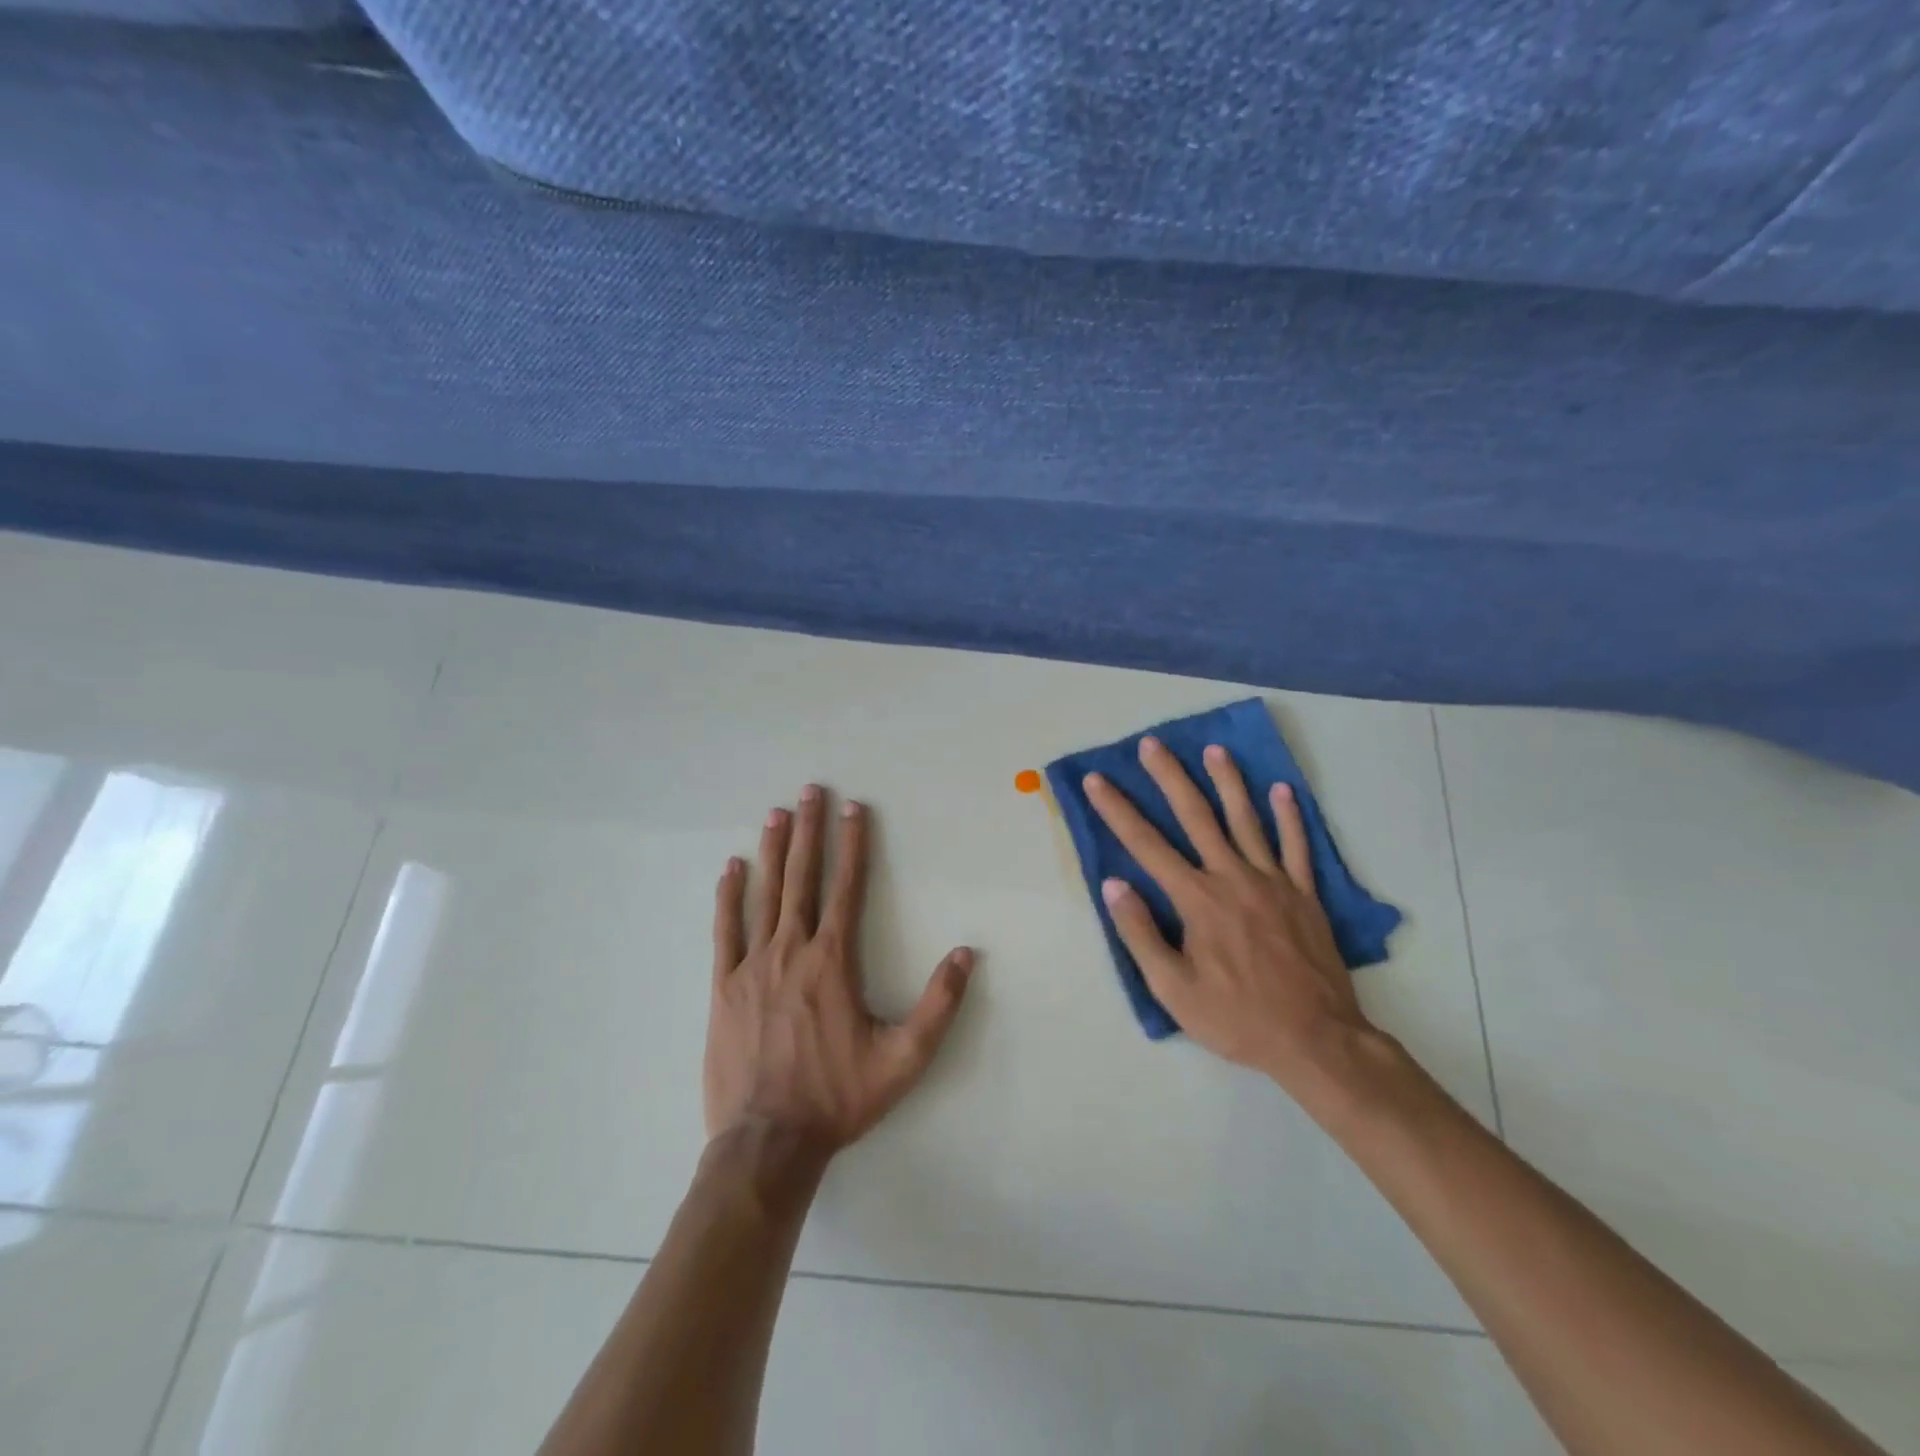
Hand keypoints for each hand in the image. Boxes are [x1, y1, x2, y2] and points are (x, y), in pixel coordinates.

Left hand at [705, 785, 974, 1158]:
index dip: (853, 845)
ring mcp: (752, 966)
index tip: (854, 809)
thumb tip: (966, 953)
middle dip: (810, 831)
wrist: (768, 1142)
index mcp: (833, 961)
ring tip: (777, 814)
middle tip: (811, 791)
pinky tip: (732, 869)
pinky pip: (725, 931)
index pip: (848, 887)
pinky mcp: (723, 987)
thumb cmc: (839, 1097)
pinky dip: (729, 897)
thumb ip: (939, 1004)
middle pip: (803, 878)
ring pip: (765, 895)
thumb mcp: (904, 1058)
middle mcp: (792, 950)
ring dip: (773, 851)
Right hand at [1084, 737, 1375, 1095]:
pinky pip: (1296, 847)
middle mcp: (1232, 877)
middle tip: (1153, 744)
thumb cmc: (1236, 1017)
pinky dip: (1290, 817)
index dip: (1117, 810)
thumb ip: (1140, 933)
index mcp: (1196, 899)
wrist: (1316, 1040)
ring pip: (1247, 819)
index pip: (1146, 845)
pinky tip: (1283, 790)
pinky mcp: (1304, 895)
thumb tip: (1114, 885)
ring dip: (1228, 781)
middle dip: (1170, 777)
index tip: (1097, 780)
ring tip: (1214, 749)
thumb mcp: (1173, 989)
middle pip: (1196, 816)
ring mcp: (1273, 882)